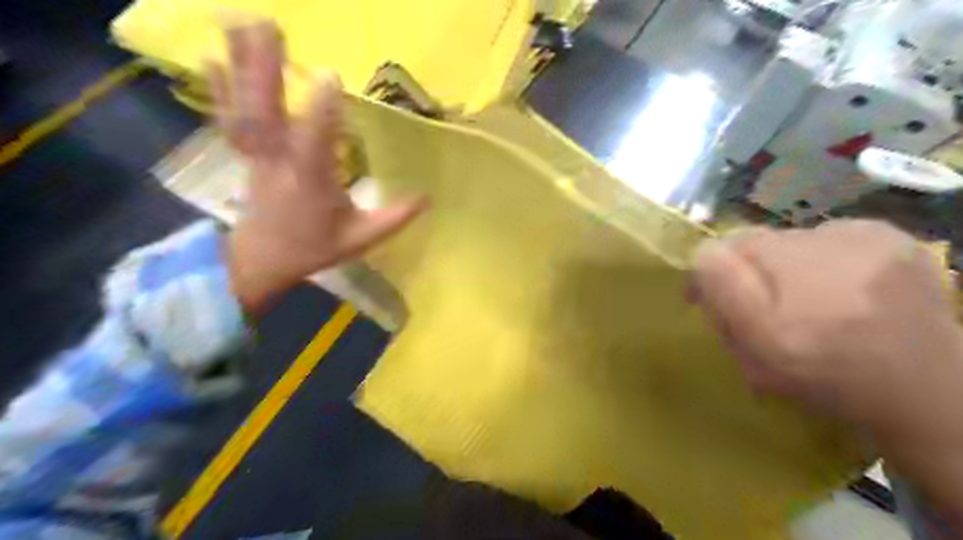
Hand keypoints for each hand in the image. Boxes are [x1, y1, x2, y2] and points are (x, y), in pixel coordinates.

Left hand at [212, 24, 426, 313]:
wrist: (263, 260)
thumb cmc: (316, 248)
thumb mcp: (362, 239)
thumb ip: (394, 219)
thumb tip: (427, 197)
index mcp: (312, 184)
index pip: (316, 145)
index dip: (322, 111)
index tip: (330, 76)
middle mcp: (281, 163)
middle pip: (268, 114)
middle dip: (266, 69)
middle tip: (268, 23)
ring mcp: (258, 156)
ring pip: (246, 109)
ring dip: (242, 65)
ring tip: (240, 22)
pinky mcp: (247, 154)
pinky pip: (230, 119)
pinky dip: (220, 88)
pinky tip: (210, 57)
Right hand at [694, 219, 961, 527]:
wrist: (925, 391)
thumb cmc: (828, 377)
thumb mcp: (758, 351)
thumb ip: (723, 295)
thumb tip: (703, 257)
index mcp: (790, 274)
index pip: (721, 249)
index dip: (708, 272)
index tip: (706, 300)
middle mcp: (826, 242)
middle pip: (755, 243)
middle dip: (747, 272)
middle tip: (760, 308)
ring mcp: (865, 234)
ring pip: (789, 240)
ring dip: (784, 266)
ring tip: (803, 300)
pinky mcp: (891, 237)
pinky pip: (827, 237)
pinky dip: (820, 259)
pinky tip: (836, 287)